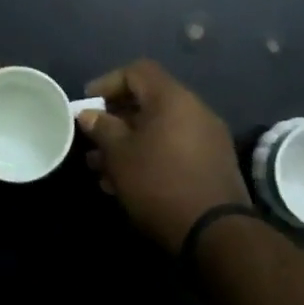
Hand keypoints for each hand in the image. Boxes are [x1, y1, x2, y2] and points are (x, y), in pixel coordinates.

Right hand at [77, 59, 251, 251]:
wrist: (215, 233)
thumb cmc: (159, 183)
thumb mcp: (120, 155)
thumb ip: (102, 128)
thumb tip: (90, 114)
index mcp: (173, 98)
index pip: (137, 71)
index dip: (108, 82)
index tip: (87, 104)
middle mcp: (194, 110)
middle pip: (148, 101)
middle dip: (115, 120)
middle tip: (92, 140)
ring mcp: (207, 138)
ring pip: (159, 129)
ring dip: (128, 143)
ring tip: (101, 169)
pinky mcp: (212, 164)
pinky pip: (173, 148)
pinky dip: (149, 156)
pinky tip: (126, 183)